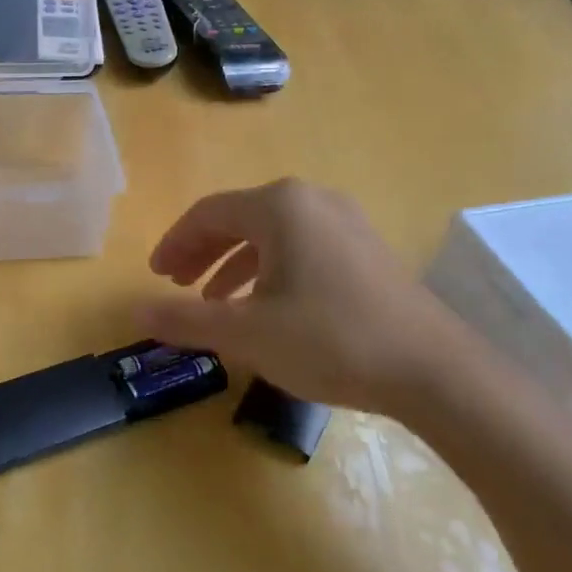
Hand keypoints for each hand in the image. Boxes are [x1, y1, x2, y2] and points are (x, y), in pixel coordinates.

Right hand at [139, 178, 475, 416]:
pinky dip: (270, 272)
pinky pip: (301, 248)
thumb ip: (186, 320)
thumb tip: (136, 312)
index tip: (156, 276)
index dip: (175, 243)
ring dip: (235, 265)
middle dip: (202, 253)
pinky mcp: (366, 250)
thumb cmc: (330, 340)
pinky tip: (267, 308)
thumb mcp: (246, 333)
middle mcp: (312, 200)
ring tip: (216, 304)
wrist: (435, 371)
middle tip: (177, 285)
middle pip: (239, 219)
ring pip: (271, 235)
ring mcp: (345, 222)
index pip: (208, 214)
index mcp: (279, 206)